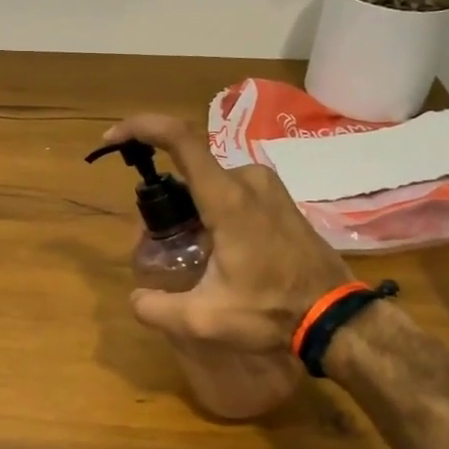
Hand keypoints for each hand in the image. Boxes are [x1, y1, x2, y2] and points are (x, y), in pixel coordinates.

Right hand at [101, 114, 353, 351]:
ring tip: (188, 252)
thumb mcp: (205, 320)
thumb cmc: (271, 312)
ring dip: (190, 208)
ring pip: (210, 183)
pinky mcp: (280, 198)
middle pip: (188, 171)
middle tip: (157, 241)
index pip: (179, 139)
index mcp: (227, 198)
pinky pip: (232, 190)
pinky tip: (217, 249)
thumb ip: (157, 309)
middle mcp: (247, 179)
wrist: (335, 317)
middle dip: (165, 200)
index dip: (141, 128)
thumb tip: (135, 298)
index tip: (113, 140)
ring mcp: (268, 186)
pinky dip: (212, 210)